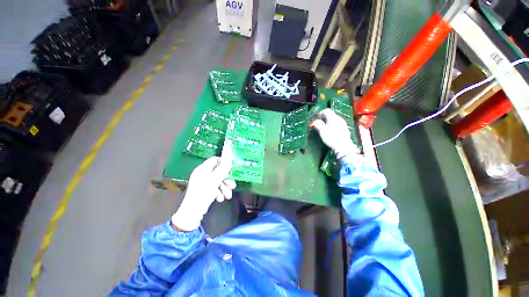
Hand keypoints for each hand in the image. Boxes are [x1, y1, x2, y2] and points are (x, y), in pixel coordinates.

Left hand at [171, 140, 235, 230]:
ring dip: (224, 188)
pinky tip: (220, 199)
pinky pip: (214, 188)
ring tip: (228, 196)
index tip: (231, 169)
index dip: (224, 163)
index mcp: (203, 169)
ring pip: (218, 181)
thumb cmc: (203, 193)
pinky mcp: (204, 190)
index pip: (215, 160)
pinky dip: (219, 192)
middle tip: (233, 185)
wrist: (192, 212)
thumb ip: (222, 169)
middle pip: (218, 172)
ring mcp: (203, 182)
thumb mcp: (215, 180)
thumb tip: (228, 158)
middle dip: (226, 179)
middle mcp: (203, 174)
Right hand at [312, 108, 359, 158]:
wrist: (343, 146)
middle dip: (323, 117)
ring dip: (327, 121)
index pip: (326, 111)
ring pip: (333, 119)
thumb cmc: (331, 138)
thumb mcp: (322, 131)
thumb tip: (315, 121)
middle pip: (330, 114)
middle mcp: (339, 118)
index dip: (319, 113)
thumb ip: (318, 124)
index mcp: (333, 118)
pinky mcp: (344, 128)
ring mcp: (342, 123)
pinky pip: (336, 123)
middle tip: (318, 122)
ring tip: (323, 127)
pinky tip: (329, 130)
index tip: (315, 118)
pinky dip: (331, 124)